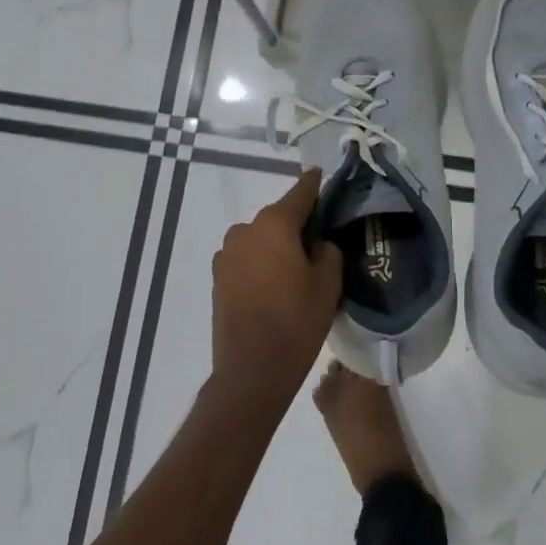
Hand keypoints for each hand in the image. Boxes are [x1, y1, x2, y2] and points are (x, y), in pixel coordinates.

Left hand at [210, 169, 343, 412]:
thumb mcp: (328, 284)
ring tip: (295, 272)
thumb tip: (317, 242)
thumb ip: (327, 250)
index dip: (314, 184)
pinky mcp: (218, 277)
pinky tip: (274, 287)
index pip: (300, 193)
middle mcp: (245, 230)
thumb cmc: (296, 322)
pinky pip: (246, 260)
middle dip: (297, 225)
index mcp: (273, 224)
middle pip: (278, 218)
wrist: (251, 370)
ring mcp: (226, 254)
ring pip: (260, 240)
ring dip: (276, 247)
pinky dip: (260, 264)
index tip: (322, 174)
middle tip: (319, 243)